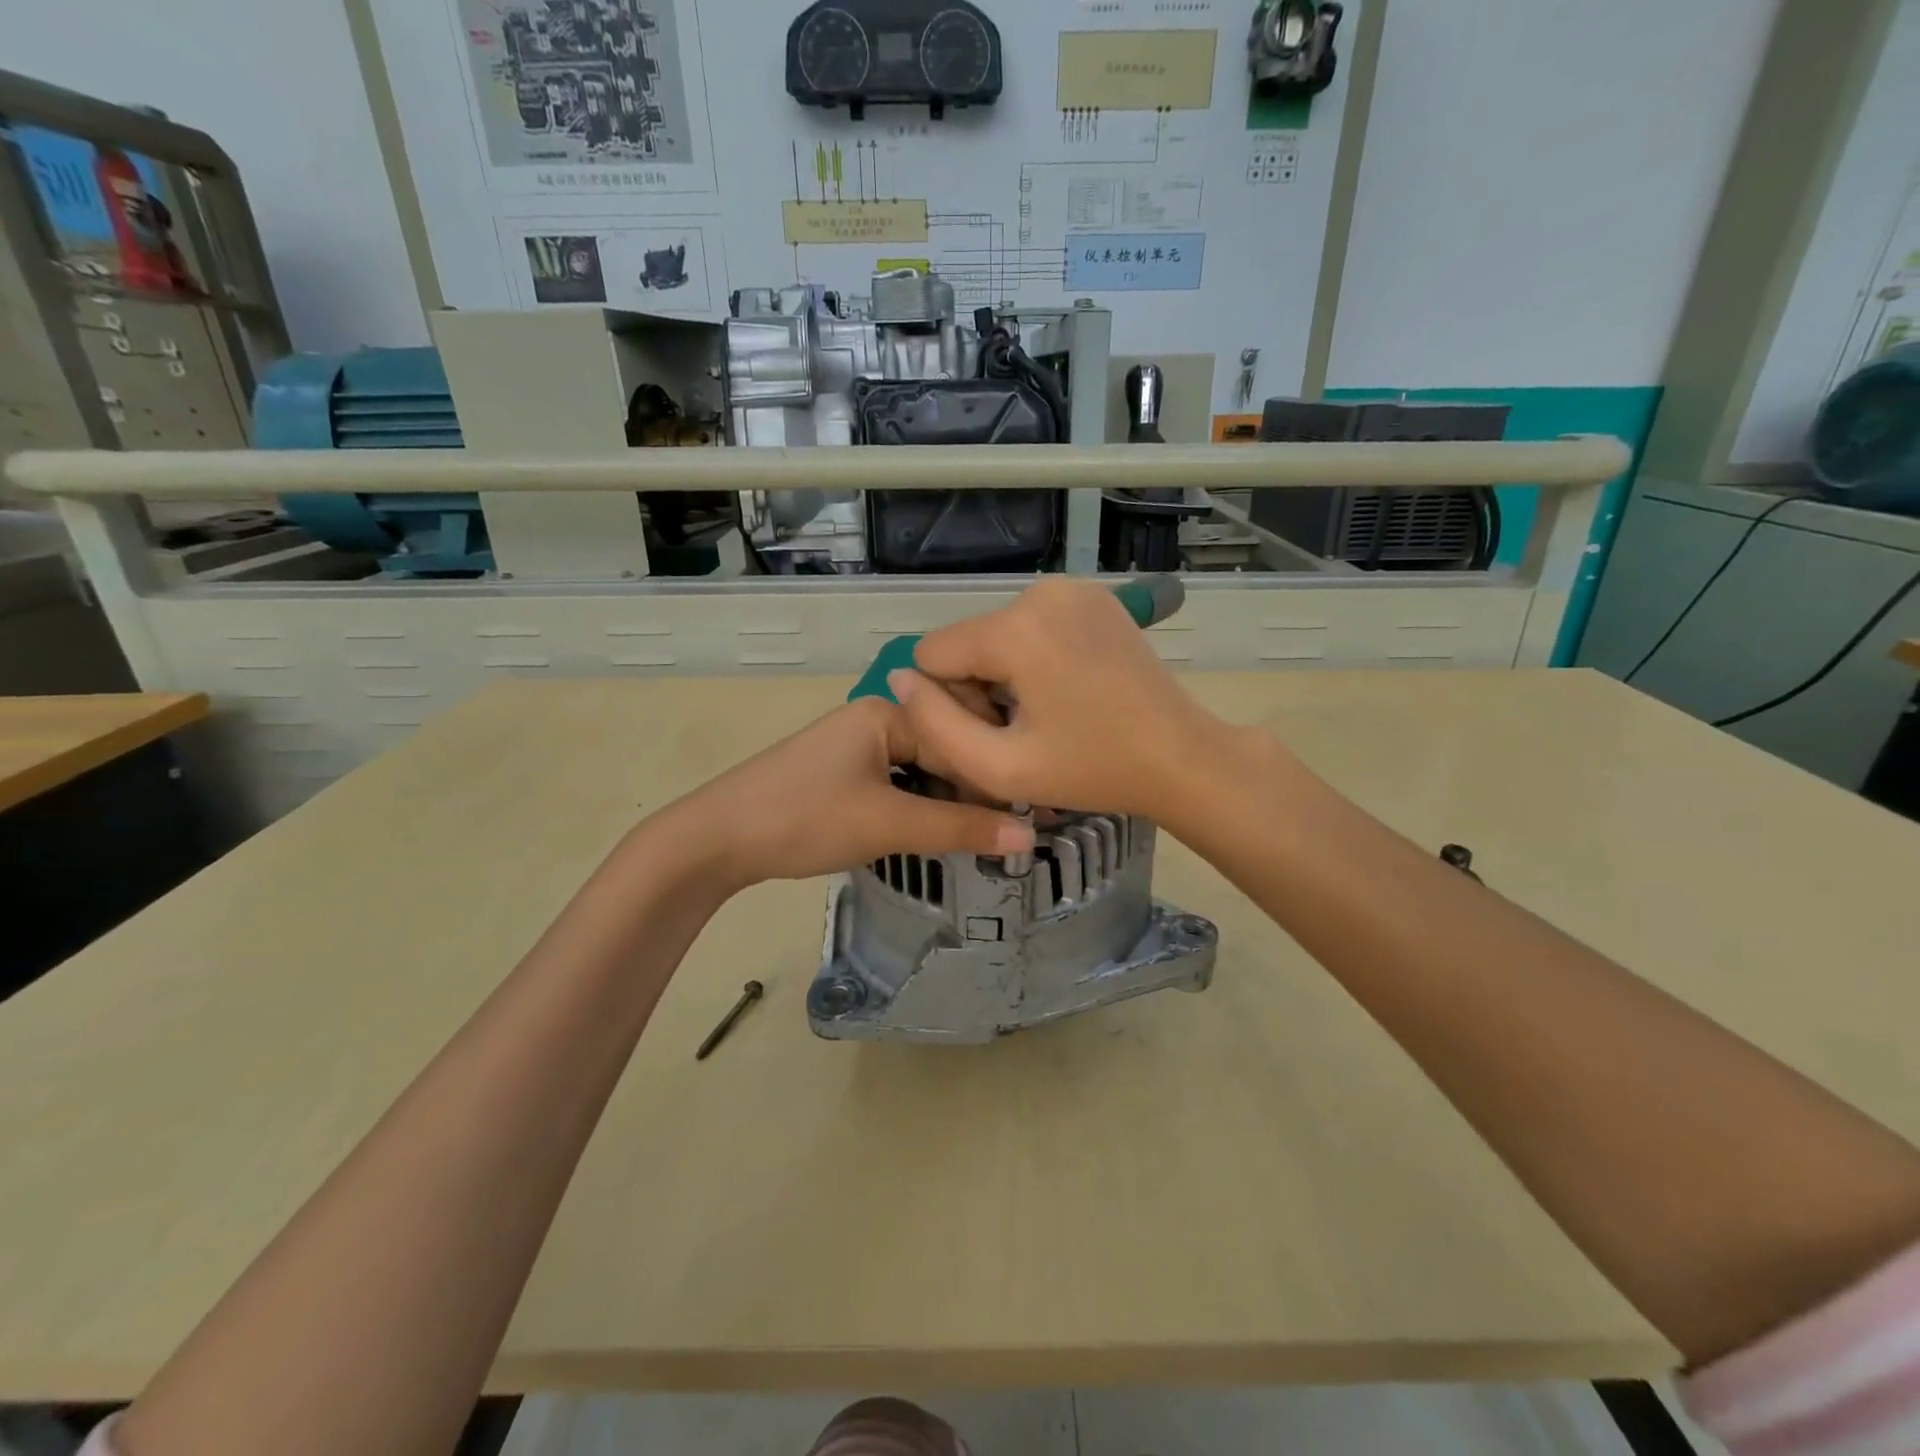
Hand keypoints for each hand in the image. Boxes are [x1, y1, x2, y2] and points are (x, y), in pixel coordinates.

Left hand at [663, 696, 1034, 888]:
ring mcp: (857, 746)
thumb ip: (960, 828)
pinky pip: (899, 783)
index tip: (1034, 815)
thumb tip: (1029, 837)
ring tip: (985, 835)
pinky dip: (922, 805)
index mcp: (888, 712)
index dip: (996, 777)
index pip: (963, 737)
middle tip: (1014, 830)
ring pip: (923, 770)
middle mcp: (876, 718)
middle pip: (945, 749)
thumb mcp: (888, 823)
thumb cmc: (804, 818)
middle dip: (977, 789)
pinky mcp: (843, 774)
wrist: (715, 840)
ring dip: (951, 800)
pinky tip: (939, 831)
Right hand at [887, 577, 1233, 826]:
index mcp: (1016, 627)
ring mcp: (1073, 588)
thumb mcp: (999, 767)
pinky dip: (1034, 657)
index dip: (949, 702)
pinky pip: (1032, 625)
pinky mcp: (1093, 597)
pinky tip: (1066, 690)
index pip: (932, 653)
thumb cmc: (1092, 770)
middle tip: (1023, 732)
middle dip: (979, 687)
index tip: (996, 734)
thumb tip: (899, 680)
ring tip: (1047, 714)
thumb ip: (934, 725)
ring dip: (1005, 674)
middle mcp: (1040, 590)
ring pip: (997, 634)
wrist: (1181, 757)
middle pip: (967, 641)